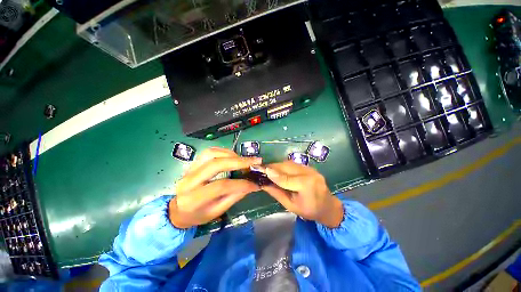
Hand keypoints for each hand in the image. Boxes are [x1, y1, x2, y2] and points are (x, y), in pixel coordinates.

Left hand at [169, 147, 261, 228]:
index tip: (255, 183)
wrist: (178, 210)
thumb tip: (252, 185)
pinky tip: (233, 156)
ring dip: (231, 154)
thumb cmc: (198, 215)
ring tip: (244, 160)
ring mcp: (189, 169)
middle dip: (239, 162)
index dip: (241, 183)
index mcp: (194, 199)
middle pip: (216, 164)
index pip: (221, 186)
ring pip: (212, 153)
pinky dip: (224, 151)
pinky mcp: (193, 163)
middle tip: (255, 161)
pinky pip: (209, 152)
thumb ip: (234, 197)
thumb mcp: (217, 211)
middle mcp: (189, 181)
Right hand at [261, 161, 343, 227]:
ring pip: (289, 163)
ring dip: (277, 165)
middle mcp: (309, 173)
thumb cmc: (309, 210)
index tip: (261, 170)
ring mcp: (310, 168)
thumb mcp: (290, 206)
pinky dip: (283, 166)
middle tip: (262, 169)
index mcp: (306, 185)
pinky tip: (279, 170)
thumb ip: (277, 193)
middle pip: (286, 167)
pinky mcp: (309, 167)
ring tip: (269, 170)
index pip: (285, 178)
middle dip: (273, 167)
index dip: (272, 173)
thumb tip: (263, 184)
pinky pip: (293, 164)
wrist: (328, 206)